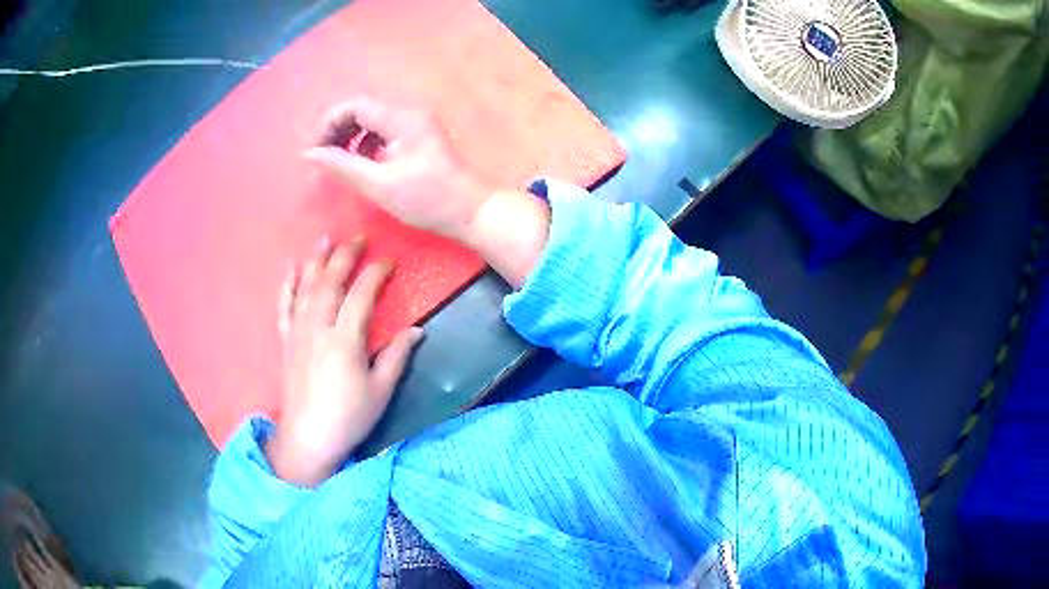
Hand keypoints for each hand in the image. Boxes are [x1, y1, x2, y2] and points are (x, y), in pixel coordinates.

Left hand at [266, 238, 423, 487]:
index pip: (362, 295)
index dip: (376, 273)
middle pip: (331, 282)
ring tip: (326, 239)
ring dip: (316, 260)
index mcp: (345, 340)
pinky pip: (284, 305)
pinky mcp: (286, 341)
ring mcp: (298, 333)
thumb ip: (397, 356)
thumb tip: (417, 330)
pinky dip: (288, 283)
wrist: (308, 439)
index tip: (390, 260)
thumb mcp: (381, 391)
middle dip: (346, 257)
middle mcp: (318, 329)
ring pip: (306, 287)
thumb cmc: (348, 418)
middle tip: (359, 238)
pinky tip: (292, 267)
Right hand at [304, 97, 551, 287]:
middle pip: (362, 111)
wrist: (470, 211)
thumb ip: (342, 166)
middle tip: (324, 159)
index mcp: (401, 118)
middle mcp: (409, 113)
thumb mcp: (379, 184)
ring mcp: (416, 125)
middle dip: (338, 132)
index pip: (354, 107)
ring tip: (340, 165)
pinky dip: (367, 146)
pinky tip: (363, 166)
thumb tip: (310, 155)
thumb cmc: (427, 199)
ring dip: (351, 139)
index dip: (329, 125)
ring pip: (372, 122)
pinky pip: (384, 133)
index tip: (315, 152)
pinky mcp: (419, 138)